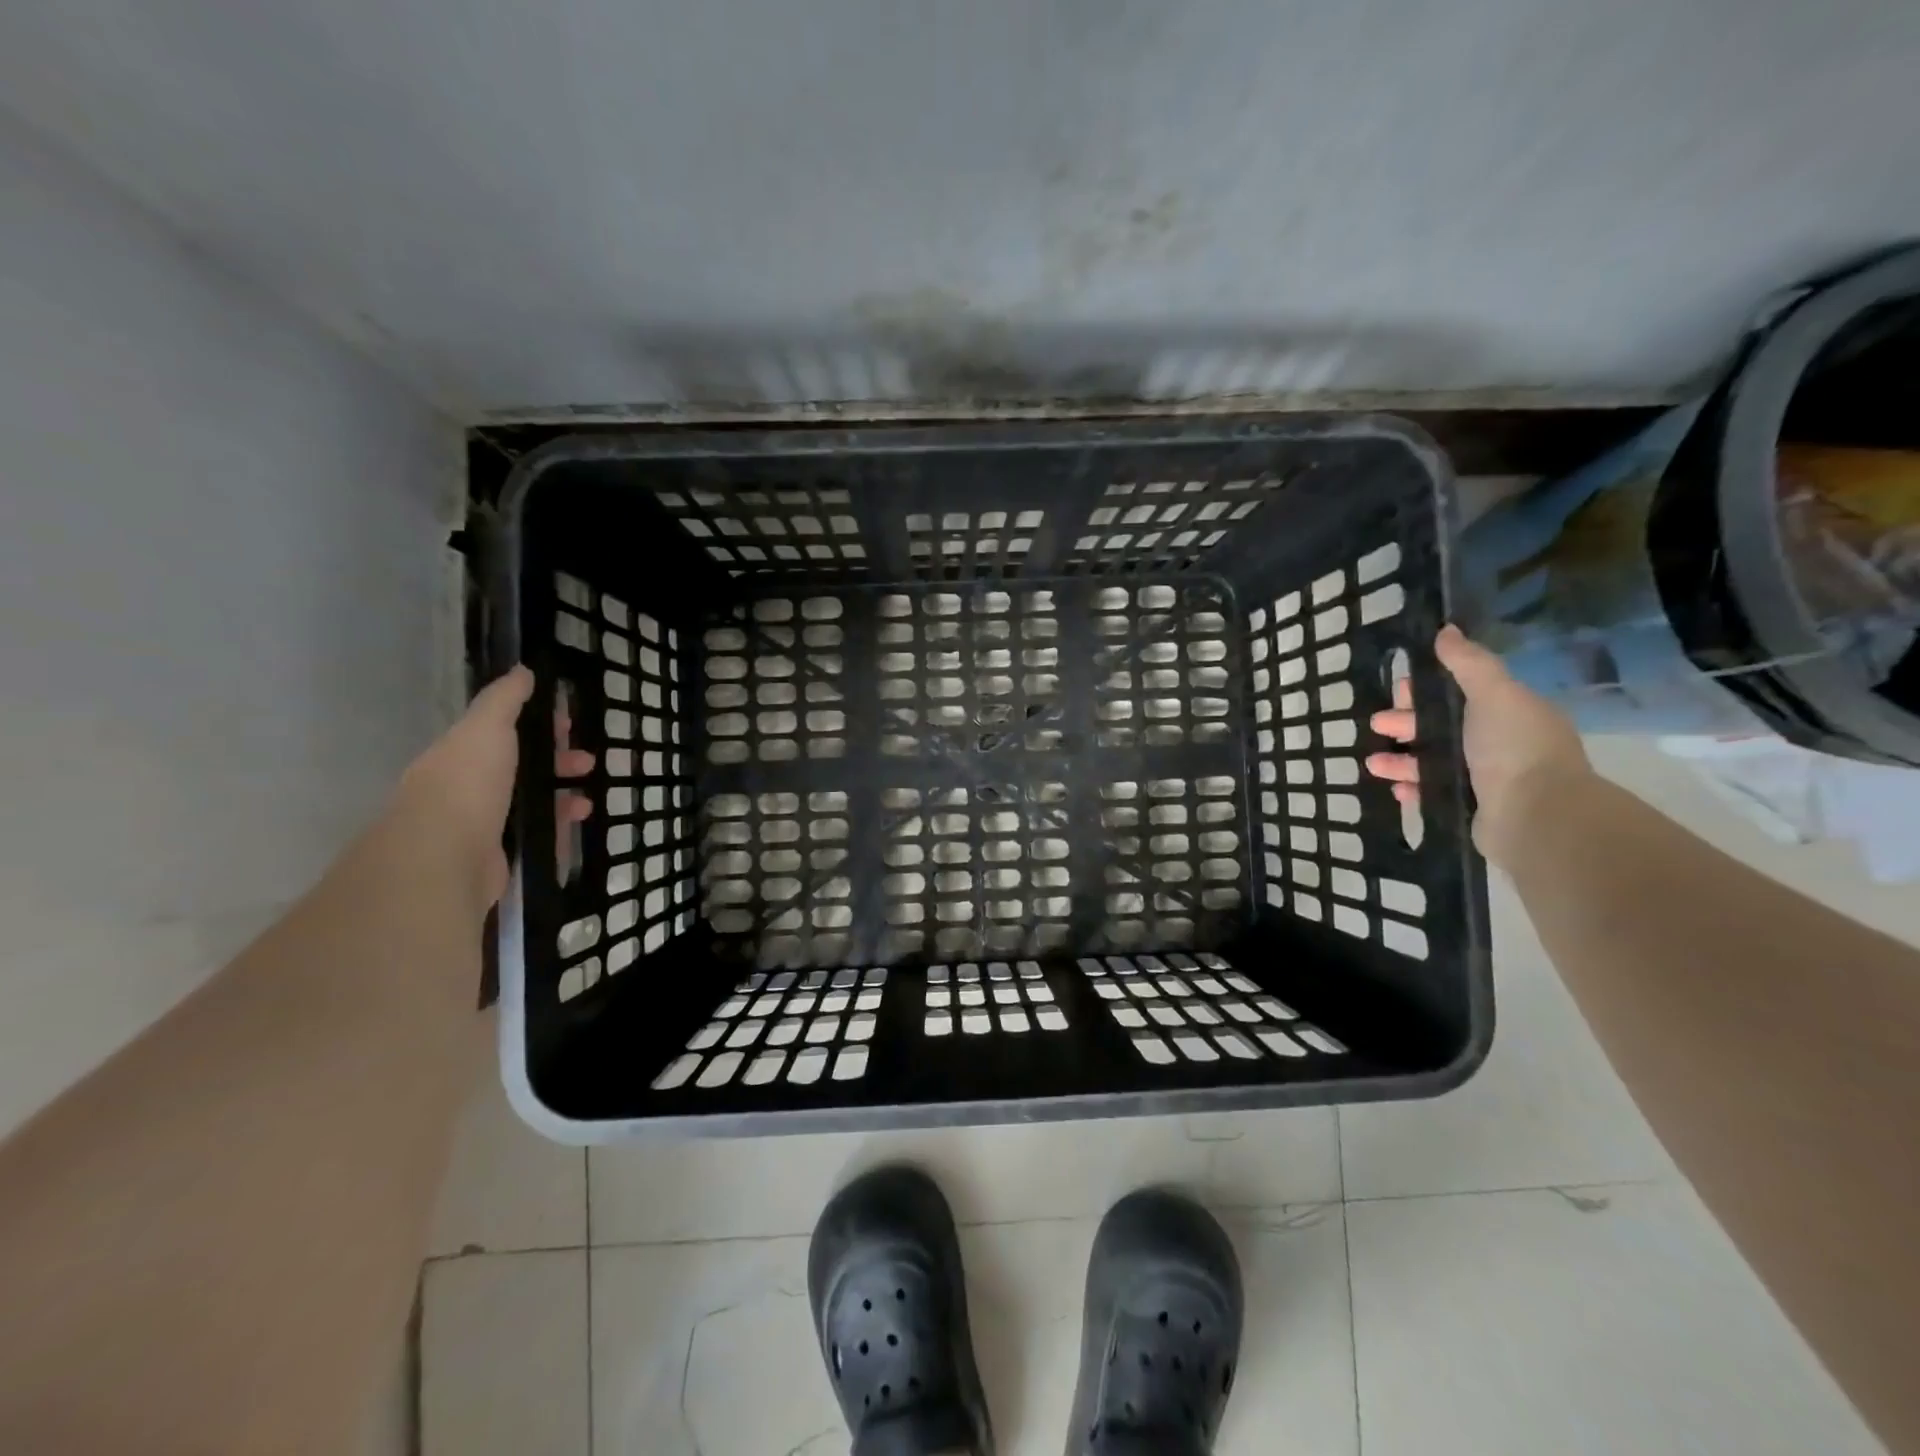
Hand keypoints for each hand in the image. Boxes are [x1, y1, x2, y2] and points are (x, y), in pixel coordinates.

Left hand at [394, 666, 592, 908]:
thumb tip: (522, 670)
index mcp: (459, 754)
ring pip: (528, 802)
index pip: (500, 731)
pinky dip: (557, 827)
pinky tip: (576, 824)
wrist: (443, 858)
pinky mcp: (495, 855)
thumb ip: (505, 699)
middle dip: (556, 760)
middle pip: (518, 767)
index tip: (568, 722)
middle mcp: (466, 787)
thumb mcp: (487, 728)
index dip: (536, 723)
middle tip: (587, 761)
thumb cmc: (467, 784)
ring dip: (561, 796)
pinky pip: (533, 834)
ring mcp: (479, 824)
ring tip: (587, 801)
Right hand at [1365, 625, 1589, 864]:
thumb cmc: (1514, 748)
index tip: (1400, 689)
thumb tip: (1446, 630)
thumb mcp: (1494, 693)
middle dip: (1405, 723)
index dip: (1427, 689)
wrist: (1536, 816)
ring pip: (1431, 761)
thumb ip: (1468, 663)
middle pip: (1441, 727)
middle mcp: (1498, 743)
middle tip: (1377, 724)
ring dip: (1399, 759)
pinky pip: (1432, 793)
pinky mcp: (1470, 807)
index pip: (1460, 692)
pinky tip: (1395, 789)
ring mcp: (1484, 778)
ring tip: (1373, 764)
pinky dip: (1412, 788)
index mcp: (1508, 712)